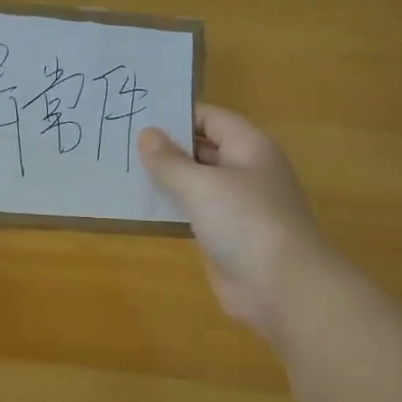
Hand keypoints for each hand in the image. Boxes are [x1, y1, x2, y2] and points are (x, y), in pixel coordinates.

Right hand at [138, 105, 326, 335]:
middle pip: (201, 148)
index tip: (137, 115)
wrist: (281, 287)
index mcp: (248, 146)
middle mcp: (244, 169)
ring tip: (121, 169)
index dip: (176, 114)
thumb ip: (169, 160)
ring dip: (164, 178)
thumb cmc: (244, 221)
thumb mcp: (200, 184)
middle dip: (165, 146)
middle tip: (120, 141)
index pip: (209, 117)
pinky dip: (170, 207)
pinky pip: (193, 211)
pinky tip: (139, 205)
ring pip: (195, 181)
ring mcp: (236, 204)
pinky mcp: (225, 234)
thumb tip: (146, 134)